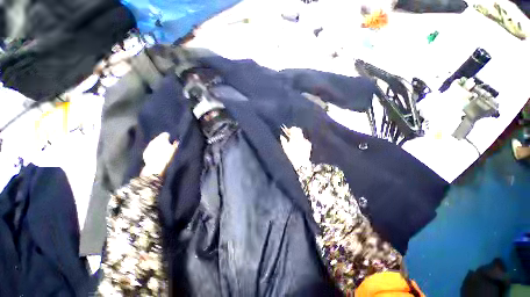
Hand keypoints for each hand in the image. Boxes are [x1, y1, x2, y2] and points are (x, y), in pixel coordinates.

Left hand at [141, 132, 178, 176]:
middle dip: (162, 142)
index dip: (169, 138)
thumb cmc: (167, 157)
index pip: (165, 134)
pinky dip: (154, 152)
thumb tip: (176, 141)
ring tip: (163, 153)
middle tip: (167, 148)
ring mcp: (149, 147)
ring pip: (154, 144)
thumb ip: (175, 144)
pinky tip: (158, 157)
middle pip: (159, 139)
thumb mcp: (174, 150)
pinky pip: (151, 150)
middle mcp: (154, 141)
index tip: (171, 142)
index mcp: (161, 139)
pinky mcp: (145, 153)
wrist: (156, 167)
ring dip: (158, 147)